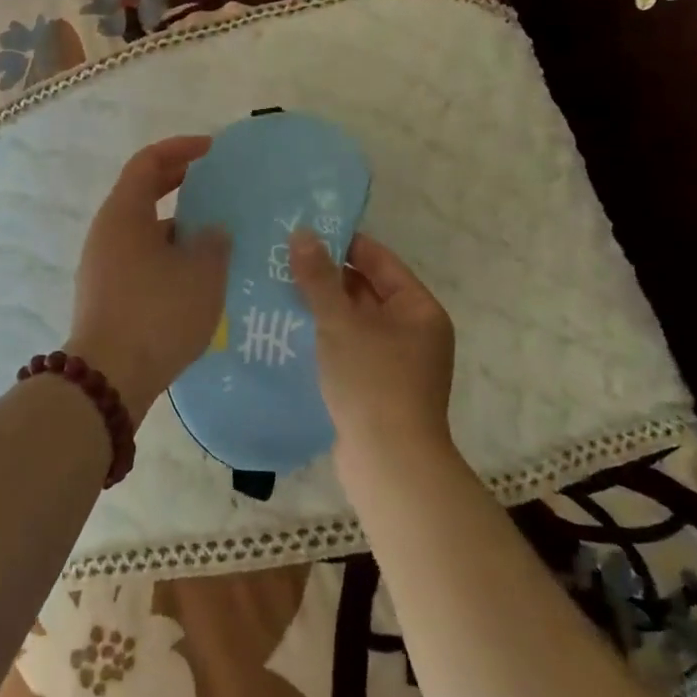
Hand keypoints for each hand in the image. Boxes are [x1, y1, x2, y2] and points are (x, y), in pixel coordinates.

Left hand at [68, 136, 230, 418]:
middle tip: (217, 186)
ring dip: (178, 226)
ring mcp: (102, 264)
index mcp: (124, 213)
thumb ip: (214, 243)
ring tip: (217, 236)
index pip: (148, 162)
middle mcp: (107, 232)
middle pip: (142, 193)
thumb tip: (212, 232)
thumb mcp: (201, 274)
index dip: (180, 149)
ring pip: (144, 230)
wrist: (109, 378)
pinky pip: (141, 258)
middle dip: (180, 184)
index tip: (212, 150)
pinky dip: (168, 254)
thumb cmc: (157, 313)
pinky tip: (197, 276)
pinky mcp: (106, 293)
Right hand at [289, 230, 455, 455]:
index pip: (379, 261)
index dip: (343, 244)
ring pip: (354, 322)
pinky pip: (349, 349)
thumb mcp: (341, 322)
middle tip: (282, 261)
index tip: (303, 232)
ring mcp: (397, 362)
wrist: (390, 463)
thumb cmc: (372, 381)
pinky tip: (291, 332)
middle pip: (366, 290)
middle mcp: (414, 331)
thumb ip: (319, 277)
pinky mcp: (377, 388)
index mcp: (418, 309)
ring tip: (278, 290)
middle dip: (326, 277)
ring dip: (322, 308)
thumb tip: (302, 233)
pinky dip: (325, 338)